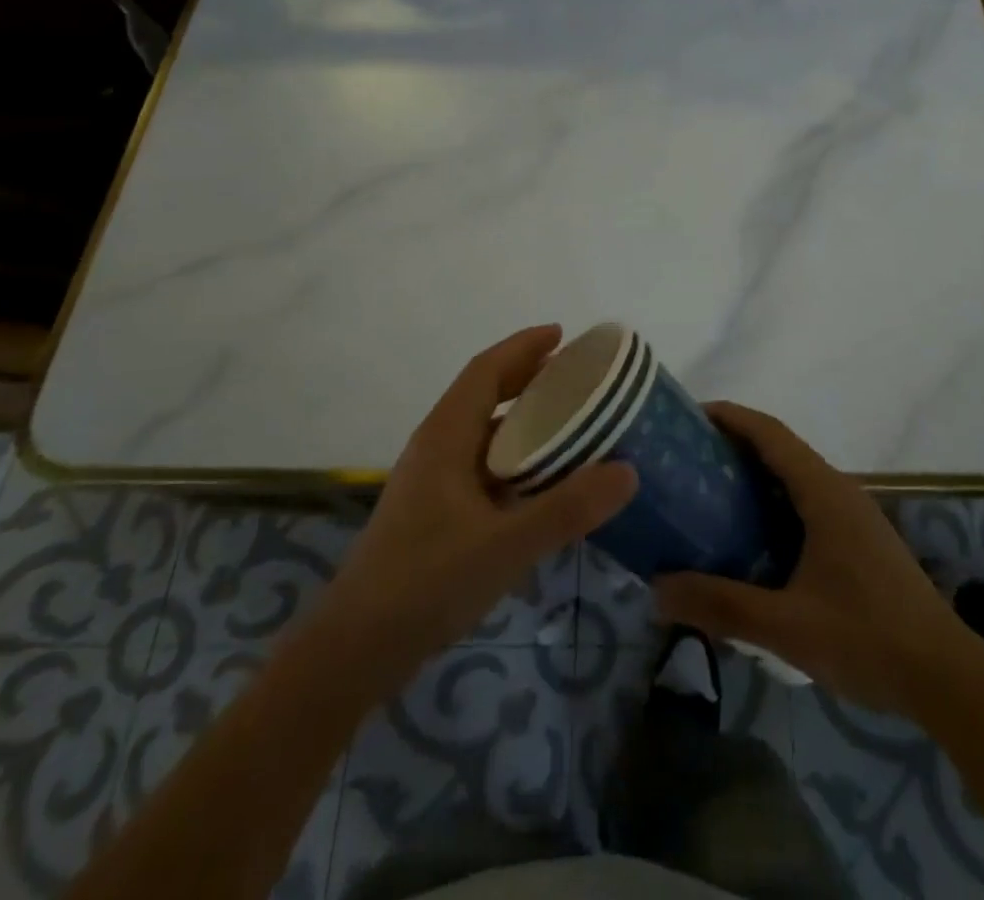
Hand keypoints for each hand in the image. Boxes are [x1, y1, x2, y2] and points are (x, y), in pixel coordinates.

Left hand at [318, 326, 636, 689]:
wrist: (354, 650)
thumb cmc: (425, 583)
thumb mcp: (505, 545)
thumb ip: (567, 508)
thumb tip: (628, 470)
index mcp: (445, 436)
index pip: (486, 370)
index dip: (523, 346)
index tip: (562, 334)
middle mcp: (436, 447)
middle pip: (484, 394)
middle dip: (527, 377)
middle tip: (576, 376)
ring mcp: (432, 481)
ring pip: (483, 432)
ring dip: (522, 419)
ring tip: (568, 422)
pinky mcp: (434, 512)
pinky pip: (482, 465)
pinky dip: (514, 457)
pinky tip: (541, 482)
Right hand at [655, 402, 966, 718]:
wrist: (948, 679)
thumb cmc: (867, 638)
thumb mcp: (787, 626)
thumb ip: (721, 605)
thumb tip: (656, 590)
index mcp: (824, 492)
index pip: (770, 433)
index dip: (730, 416)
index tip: (689, 416)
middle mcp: (840, 491)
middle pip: (781, 449)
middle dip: (734, 445)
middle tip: (686, 460)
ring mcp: (854, 516)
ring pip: (795, 478)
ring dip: (755, 475)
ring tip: (708, 494)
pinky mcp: (859, 541)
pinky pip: (807, 503)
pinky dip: (774, 503)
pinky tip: (752, 539)